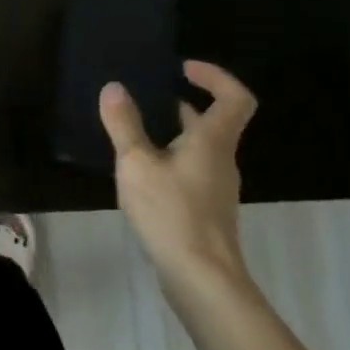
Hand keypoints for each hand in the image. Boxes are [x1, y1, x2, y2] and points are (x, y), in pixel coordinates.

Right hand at [101, 60, 257, 299]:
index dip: (215, 76)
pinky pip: (190, 171)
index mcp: (212, 141)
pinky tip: (139, 172)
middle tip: (145, 95)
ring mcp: (215, 188)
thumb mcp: (137, 163)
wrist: (202, 280)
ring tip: (133, 130)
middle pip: (213, 122)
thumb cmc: (172, 213)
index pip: (235, 97)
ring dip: (171, 133)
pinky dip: (168, 159)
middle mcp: (220, 160)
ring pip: (198, 148)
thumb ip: (124, 124)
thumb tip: (114, 87)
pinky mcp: (204, 211)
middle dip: (181, 104)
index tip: (182, 68)